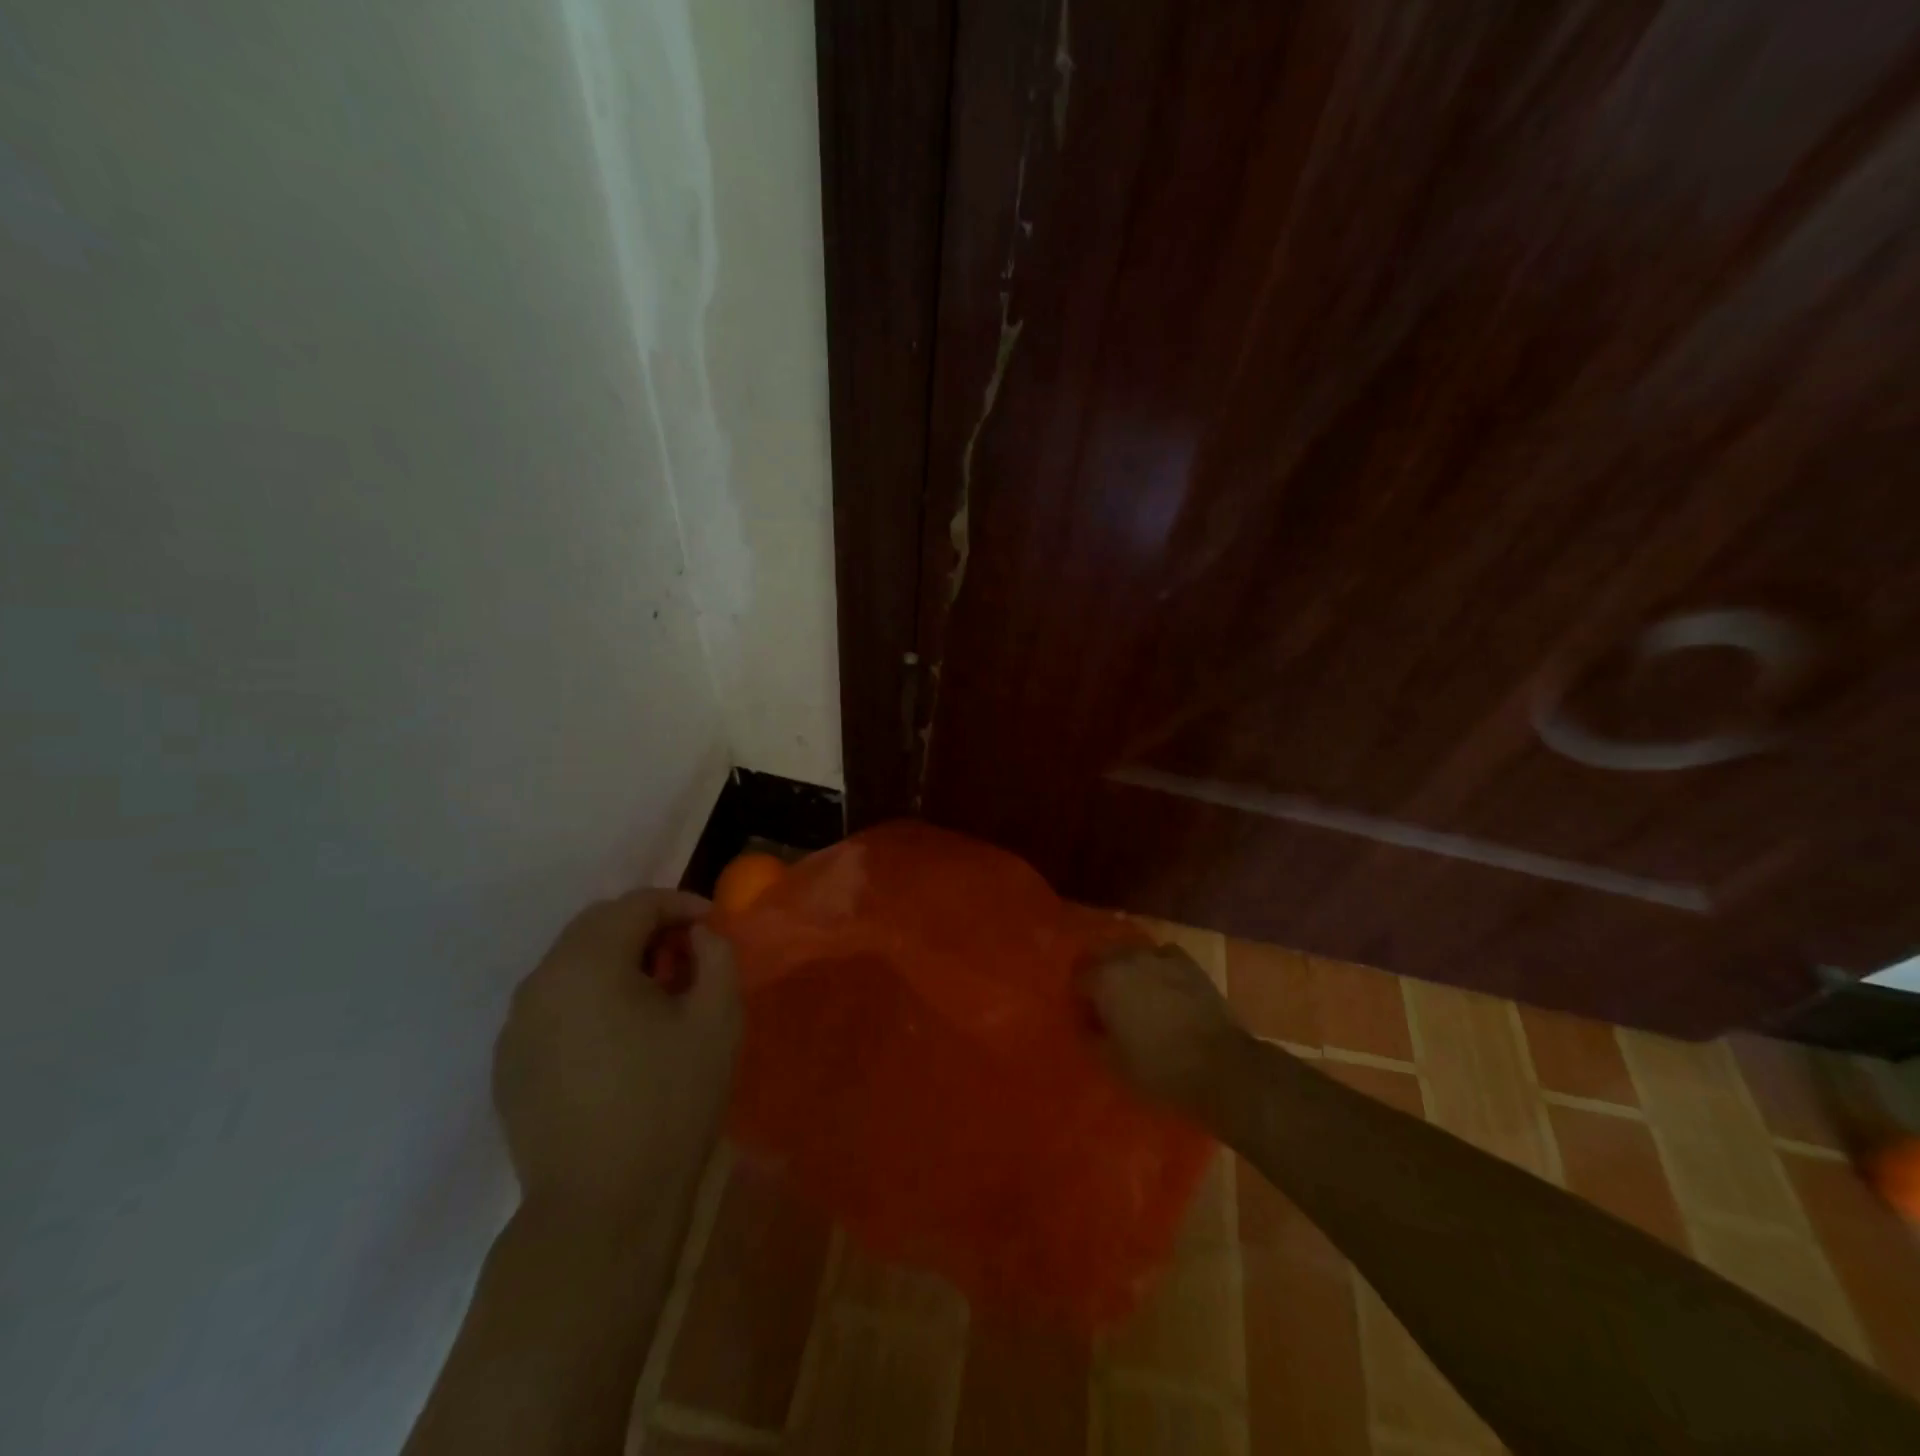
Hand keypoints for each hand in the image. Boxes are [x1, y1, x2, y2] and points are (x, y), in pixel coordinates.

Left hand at [493, 889, 740, 1224]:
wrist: (600, 1209)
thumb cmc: (668, 1104)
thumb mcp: (717, 1018)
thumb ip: (717, 956)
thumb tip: (698, 937)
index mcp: (587, 964)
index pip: (636, 904)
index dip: (680, 904)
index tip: (713, 925)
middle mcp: (540, 983)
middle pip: (597, 926)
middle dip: (647, 929)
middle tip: (687, 957)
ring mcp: (516, 1026)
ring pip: (572, 964)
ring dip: (617, 962)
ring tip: (656, 997)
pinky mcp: (509, 1064)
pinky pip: (554, 1004)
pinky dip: (589, 997)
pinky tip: (619, 1037)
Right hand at [1084, 942, 1251, 1121]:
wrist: (1220, 1066)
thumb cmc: (1159, 1067)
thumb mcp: (1112, 1062)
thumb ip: (1090, 1035)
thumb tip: (1087, 1021)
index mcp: (1105, 979)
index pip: (1078, 979)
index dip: (1080, 998)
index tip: (1087, 1017)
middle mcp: (1129, 958)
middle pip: (1102, 956)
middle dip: (1099, 974)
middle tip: (1105, 1002)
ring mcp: (1161, 956)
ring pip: (1132, 952)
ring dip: (1127, 968)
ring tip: (1134, 993)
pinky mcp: (1188, 963)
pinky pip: (1161, 956)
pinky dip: (1156, 967)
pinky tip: (1162, 986)